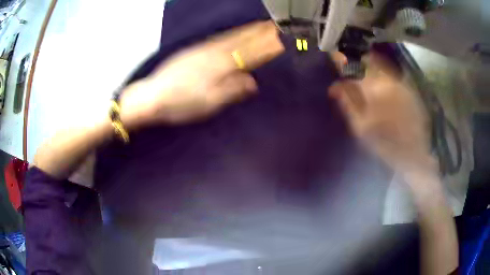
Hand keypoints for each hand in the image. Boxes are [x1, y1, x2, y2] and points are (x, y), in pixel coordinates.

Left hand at [119, 21, 283, 128]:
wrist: (152, 96)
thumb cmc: (181, 104)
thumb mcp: (209, 103)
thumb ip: (232, 90)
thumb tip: (252, 81)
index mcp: (220, 67)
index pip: (249, 54)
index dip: (265, 47)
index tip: (280, 41)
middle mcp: (213, 54)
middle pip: (241, 41)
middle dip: (260, 33)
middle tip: (275, 26)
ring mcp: (202, 49)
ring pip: (230, 37)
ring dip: (247, 30)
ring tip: (260, 25)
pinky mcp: (193, 50)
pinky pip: (218, 38)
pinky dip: (230, 33)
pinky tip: (233, 33)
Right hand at [329, 52, 435, 173]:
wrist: (413, 153)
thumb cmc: (385, 144)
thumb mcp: (361, 128)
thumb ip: (348, 103)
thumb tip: (334, 86)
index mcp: (374, 90)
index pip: (354, 67)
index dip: (342, 59)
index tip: (334, 56)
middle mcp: (388, 80)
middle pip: (368, 60)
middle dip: (356, 61)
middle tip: (349, 66)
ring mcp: (401, 82)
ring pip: (381, 64)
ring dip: (369, 64)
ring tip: (363, 71)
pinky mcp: (409, 87)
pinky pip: (391, 72)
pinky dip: (382, 71)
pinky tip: (380, 81)